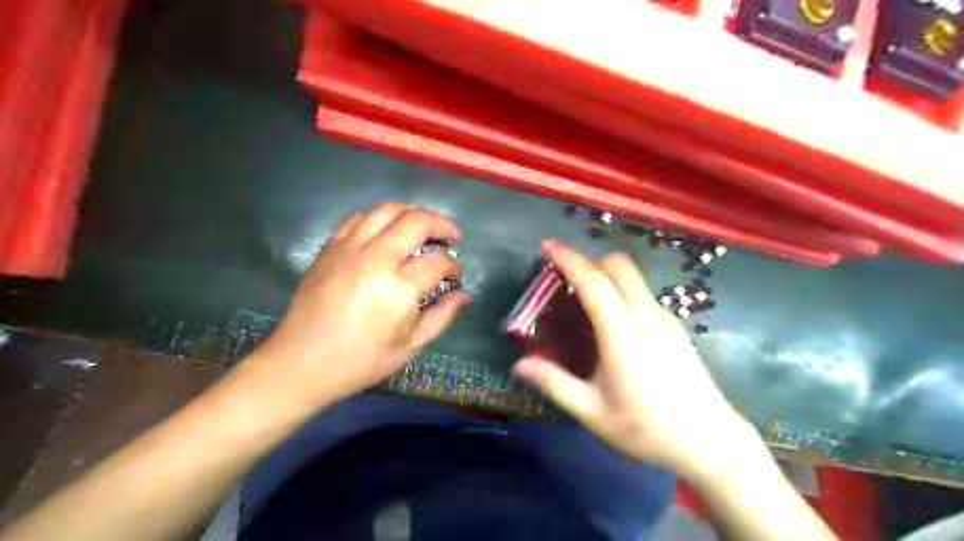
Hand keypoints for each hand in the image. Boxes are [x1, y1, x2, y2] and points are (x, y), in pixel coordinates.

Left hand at [246, 204, 470, 412]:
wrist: (300, 363)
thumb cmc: (360, 361)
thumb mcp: (410, 346)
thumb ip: (442, 316)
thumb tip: (465, 295)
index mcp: (399, 290)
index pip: (438, 262)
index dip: (455, 266)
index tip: (456, 275)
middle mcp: (376, 259)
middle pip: (417, 221)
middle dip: (442, 225)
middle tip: (452, 237)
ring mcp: (350, 249)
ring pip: (388, 210)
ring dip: (413, 213)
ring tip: (424, 227)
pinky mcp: (331, 247)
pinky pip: (360, 217)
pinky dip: (382, 217)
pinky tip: (390, 230)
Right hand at [512, 244, 761, 479]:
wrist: (710, 440)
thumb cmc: (647, 429)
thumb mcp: (593, 412)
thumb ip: (554, 384)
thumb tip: (519, 365)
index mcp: (622, 333)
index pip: (593, 281)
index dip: (568, 258)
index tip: (546, 247)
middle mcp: (645, 315)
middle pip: (617, 265)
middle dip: (588, 260)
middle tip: (563, 278)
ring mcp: (664, 317)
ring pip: (632, 277)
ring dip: (604, 274)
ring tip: (582, 300)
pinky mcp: (674, 325)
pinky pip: (641, 293)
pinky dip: (619, 290)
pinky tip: (611, 323)